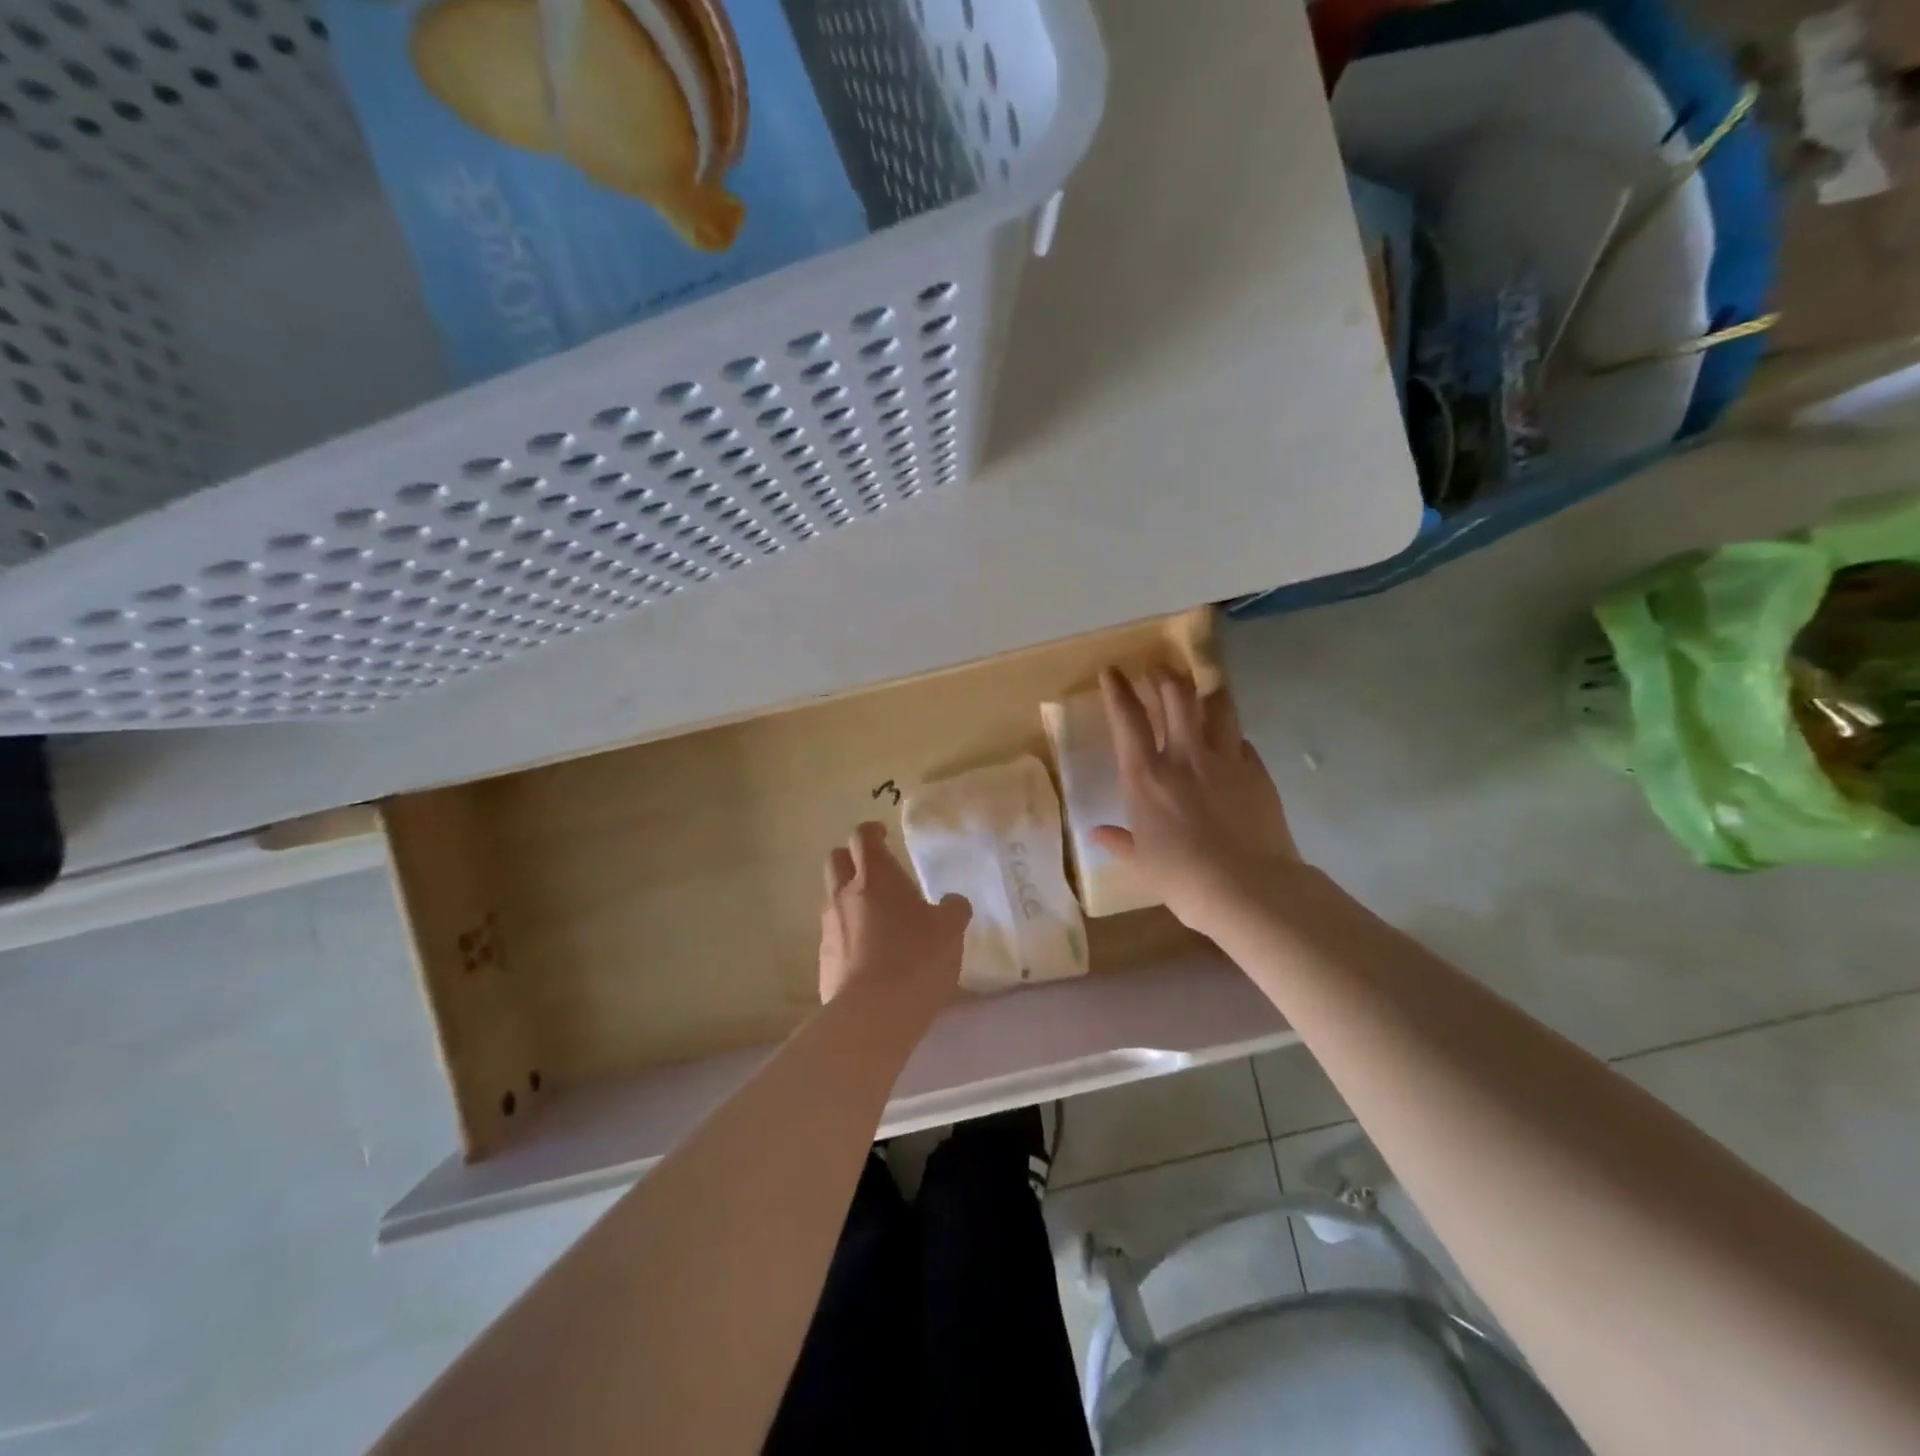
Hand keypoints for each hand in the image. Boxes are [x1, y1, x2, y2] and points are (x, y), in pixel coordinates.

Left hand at [818, 821, 971, 1006]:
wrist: (872, 1014)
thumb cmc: (916, 959)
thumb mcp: (950, 930)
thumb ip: (953, 909)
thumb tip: (952, 901)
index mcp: (876, 877)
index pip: (862, 837)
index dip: (871, 831)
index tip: (882, 834)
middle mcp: (844, 895)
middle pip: (835, 860)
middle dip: (851, 859)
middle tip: (875, 872)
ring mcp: (829, 927)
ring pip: (832, 898)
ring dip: (849, 899)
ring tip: (876, 919)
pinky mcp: (823, 959)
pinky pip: (833, 935)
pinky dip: (848, 935)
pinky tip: (869, 956)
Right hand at [1093, 669, 1301, 932]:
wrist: (1247, 888)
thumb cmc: (1182, 878)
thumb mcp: (1142, 863)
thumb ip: (1120, 842)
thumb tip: (1097, 833)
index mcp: (1146, 776)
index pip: (1127, 719)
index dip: (1118, 690)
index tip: (1113, 671)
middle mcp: (1185, 756)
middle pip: (1176, 696)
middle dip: (1164, 675)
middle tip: (1158, 669)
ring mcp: (1225, 759)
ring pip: (1217, 706)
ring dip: (1205, 691)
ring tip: (1201, 688)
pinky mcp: (1256, 771)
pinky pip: (1242, 740)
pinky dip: (1231, 734)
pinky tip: (1230, 741)